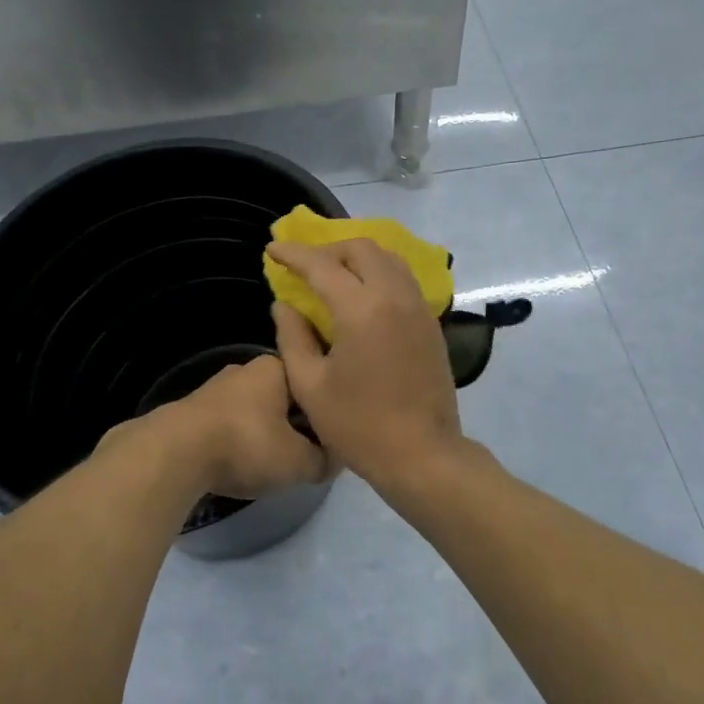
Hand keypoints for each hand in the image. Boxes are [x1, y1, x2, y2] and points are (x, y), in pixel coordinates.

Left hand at [158, 355, 329, 499]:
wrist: (174, 453)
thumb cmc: (246, 445)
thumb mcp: (299, 461)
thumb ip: (324, 460)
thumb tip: (335, 460)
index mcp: (276, 368)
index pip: (314, 384)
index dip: (325, 412)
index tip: (332, 439)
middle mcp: (246, 369)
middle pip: (284, 397)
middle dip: (296, 423)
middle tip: (306, 454)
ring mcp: (216, 388)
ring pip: (256, 410)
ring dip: (266, 432)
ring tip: (273, 462)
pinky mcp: (193, 410)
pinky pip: (230, 423)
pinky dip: (239, 439)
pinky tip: (240, 462)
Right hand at [267, 238, 463, 485]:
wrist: (422, 455)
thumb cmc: (358, 425)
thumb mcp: (310, 386)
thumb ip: (292, 337)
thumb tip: (283, 306)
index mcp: (361, 310)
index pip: (322, 265)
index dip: (294, 254)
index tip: (272, 249)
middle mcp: (394, 297)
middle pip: (362, 249)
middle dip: (329, 249)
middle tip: (305, 267)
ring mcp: (418, 308)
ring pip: (388, 259)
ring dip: (357, 258)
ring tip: (333, 276)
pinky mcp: (431, 323)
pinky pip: (403, 279)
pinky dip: (379, 274)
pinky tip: (362, 296)